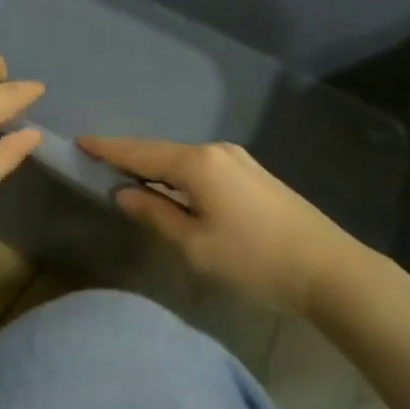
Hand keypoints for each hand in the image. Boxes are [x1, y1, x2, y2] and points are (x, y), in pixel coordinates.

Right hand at [77, 137, 361, 314]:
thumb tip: (124, 193)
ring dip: (157, 168)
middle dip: (131, 157)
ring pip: (184, 160)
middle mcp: (215, 150)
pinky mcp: (252, 174)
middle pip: (162, 151)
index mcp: (197, 163)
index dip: (109, 149)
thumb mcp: (196, 245)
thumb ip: (156, 214)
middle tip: (100, 161)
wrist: (328, 268)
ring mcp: (237, 159)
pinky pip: (203, 167)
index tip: (81, 140)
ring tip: (131, 177)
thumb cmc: (254, 260)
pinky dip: (180, 175)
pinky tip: (174, 188)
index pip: (141, 152)